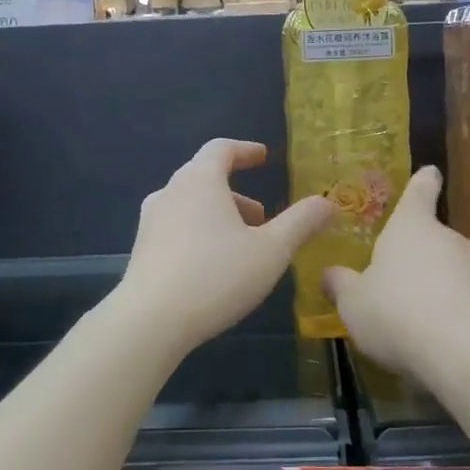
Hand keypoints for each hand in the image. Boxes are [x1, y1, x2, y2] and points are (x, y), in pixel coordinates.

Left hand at [118, 139, 333, 353]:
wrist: (150, 321)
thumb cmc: (216, 276)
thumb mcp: (272, 250)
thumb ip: (301, 222)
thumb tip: (327, 202)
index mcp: (200, 180)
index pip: (221, 148)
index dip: (245, 150)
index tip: (263, 157)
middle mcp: (170, 192)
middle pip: (205, 177)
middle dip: (237, 192)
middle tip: (263, 217)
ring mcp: (151, 221)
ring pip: (190, 205)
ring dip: (219, 216)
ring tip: (243, 245)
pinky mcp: (142, 250)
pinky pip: (176, 228)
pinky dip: (200, 233)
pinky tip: (214, 267)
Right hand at [323, 166, 469, 374]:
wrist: (463, 353)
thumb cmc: (396, 311)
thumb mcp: (353, 302)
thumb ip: (340, 285)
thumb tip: (329, 274)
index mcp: (411, 225)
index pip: (419, 191)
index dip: (422, 181)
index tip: (430, 172)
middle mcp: (447, 237)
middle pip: (429, 236)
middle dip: (413, 253)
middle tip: (389, 276)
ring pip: (445, 269)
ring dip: (429, 285)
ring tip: (405, 317)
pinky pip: (460, 299)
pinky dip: (445, 311)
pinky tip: (428, 338)